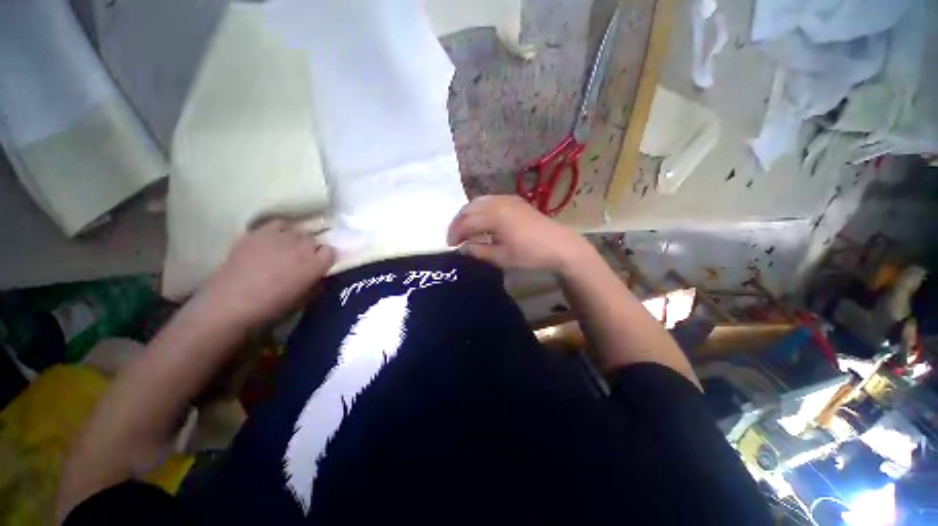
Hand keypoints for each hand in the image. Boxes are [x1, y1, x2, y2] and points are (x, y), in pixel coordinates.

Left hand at [196, 220, 335, 329]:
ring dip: (297, 239)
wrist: (231, 302)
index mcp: (316, 264)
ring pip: (298, 231)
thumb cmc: (271, 306)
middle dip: (311, 248)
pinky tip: (275, 239)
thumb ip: (317, 283)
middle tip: (302, 259)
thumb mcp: (303, 299)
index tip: (319, 264)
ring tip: (287, 249)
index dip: (325, 257)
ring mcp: (281, 236)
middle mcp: (303, 246)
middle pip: (315, 240)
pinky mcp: (260, 232)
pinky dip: (281, 229)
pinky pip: (279, 223)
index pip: (331, 251)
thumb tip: (321, 275)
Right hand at [447, 196, 591, 272]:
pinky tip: (481, 221)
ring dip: (468, 214)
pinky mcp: (515, 200)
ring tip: (465, 229)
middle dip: (458, 222)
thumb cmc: (530, 254)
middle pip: (469, 208)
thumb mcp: (501, 257)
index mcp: (494, 216)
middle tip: (455, 237)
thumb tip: (462, 248)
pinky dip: (480, 209)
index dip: (455, 233)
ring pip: (478, 202)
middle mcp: (498, 202)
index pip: (466, 222)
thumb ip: (478, 251)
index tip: (450, 246)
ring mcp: (507, 199)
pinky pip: (490, 200)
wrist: (559, 245)